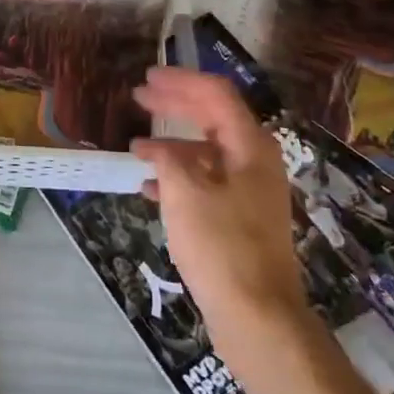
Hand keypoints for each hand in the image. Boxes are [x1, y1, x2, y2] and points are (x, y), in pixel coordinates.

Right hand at [132, 68, 308, 338]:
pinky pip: (206, 181)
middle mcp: (254, 161)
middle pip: (213, 117)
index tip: (148, 77)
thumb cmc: (221, 245)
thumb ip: (167, 158)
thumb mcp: (185, 192)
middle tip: (139, 97)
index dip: (181, 81)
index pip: (216, 94)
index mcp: (249, 146)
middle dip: (175, 105)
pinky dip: (178, 175)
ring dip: (172, 143)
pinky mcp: (240, 218)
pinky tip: (149, 187)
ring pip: (207, 151)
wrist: (258, 316)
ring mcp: (250, 191)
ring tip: (136, 147)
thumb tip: (155, 149)